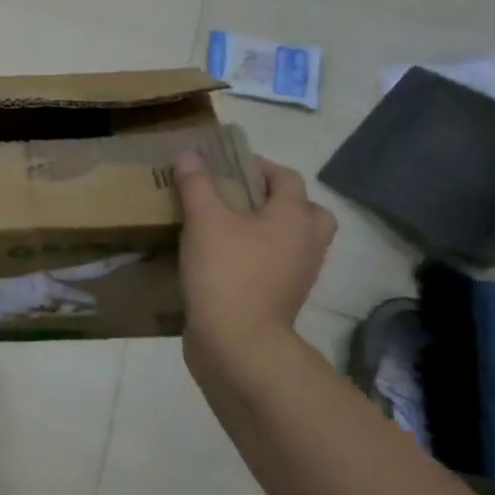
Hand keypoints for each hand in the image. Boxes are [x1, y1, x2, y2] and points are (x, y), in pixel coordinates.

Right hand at [174, 152, 335, 359]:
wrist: (238, 342)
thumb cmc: (226, 271)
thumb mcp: (204, 220)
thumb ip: (196, 183)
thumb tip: (187, 153)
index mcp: (294, 216)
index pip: (286, 177)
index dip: (258, 166)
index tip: (224, 165)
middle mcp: (307, 242)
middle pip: (304, 210)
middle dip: (275, 199)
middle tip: (238, 198)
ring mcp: (299, 273)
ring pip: (292, 239)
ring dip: (268, 229)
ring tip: (227, 226)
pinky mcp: (283, 297)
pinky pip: (277, 264)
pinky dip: (258, 255)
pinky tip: (224, 256)